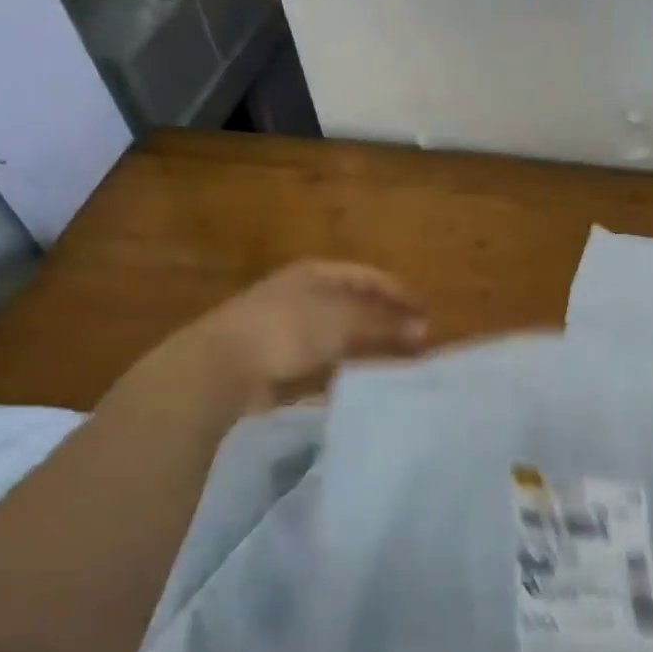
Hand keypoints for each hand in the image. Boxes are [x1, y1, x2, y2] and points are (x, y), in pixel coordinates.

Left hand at [164, 261, 427, 408]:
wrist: (224, 367)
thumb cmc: (287, 330)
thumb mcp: (343, 319)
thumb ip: (385, 323)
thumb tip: (423, 329)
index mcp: (317, 274)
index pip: (370, 277)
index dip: (401, 293)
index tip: (428, 313)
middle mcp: (306, 295)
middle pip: (358, 304)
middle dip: (390, 320)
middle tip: (420, 340)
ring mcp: (293, 328)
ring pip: (345, 333)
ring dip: (373, 344)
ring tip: (401, 361)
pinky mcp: (284, 360)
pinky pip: (328, 359)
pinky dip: (350, 365)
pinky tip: (367, 377)